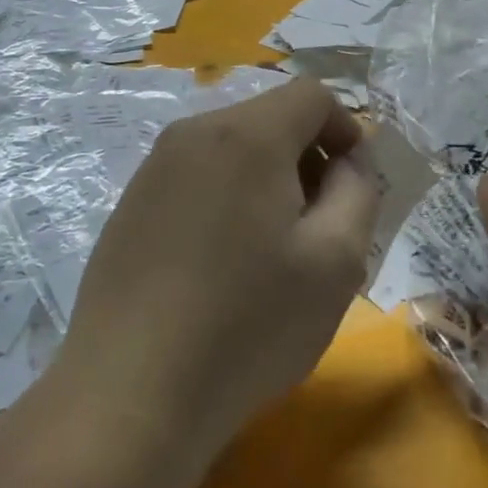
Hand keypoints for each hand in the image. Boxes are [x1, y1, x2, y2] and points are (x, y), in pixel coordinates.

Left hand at [57, 79, 379, 460]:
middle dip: (307, 158)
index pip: (312, 95)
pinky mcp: (131, 202)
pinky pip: (196, 176)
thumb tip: (348, 161)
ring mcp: (154, 166)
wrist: (130, 393)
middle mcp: (195, 132)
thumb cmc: (248, 325)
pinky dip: (226, 198)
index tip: (353, 186)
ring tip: (271, 252)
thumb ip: (358, 191)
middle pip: (271, 118)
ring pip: (232, 147)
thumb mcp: (335, 261)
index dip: (346, 130)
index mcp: (247, 134)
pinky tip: (221, 266)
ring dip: (267, 180)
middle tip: (319, 226)